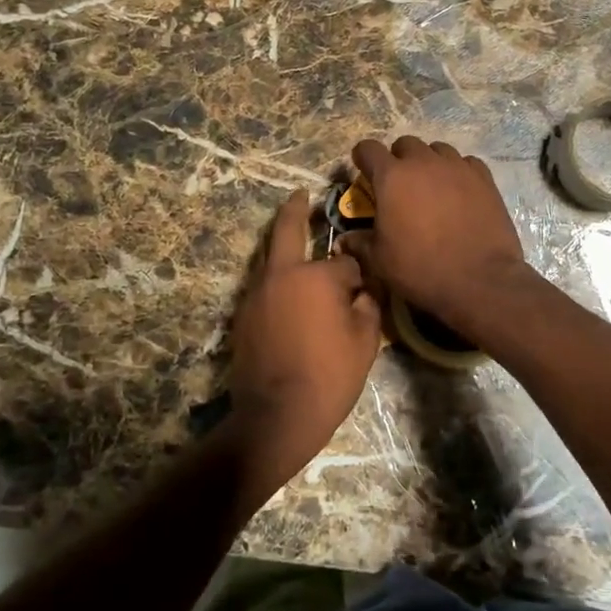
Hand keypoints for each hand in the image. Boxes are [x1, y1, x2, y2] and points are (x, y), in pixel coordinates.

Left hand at [226, 191, 381, 500]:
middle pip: (287, 230)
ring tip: (296, 239)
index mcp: (316, 276)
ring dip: (283, 245)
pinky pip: (264, 285)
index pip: (345, 261)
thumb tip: (363, 289)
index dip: (359, 273)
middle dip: (295, 209)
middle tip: (300, 195)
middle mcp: (281, 275)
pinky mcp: (242, 315)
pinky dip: (277, 279)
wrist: (276, 416)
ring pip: (271, 258)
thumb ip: (368, 304)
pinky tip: (289, 292)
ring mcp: (256, 294)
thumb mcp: (365, 341)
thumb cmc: (329, 377)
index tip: (366, 286)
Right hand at [339, 137, 534, 342]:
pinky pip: (466, 162)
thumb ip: (360, 243)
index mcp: (392, 177)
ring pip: (437, 149)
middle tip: (399, 183)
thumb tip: (344, 240)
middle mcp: (423, 162)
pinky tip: (459, 191)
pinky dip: (458, 171)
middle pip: (405, 144)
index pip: (368, 148)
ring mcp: (457, 167)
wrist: (480, 280)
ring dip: (429, 162)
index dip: (362, 157)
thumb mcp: (380, 261)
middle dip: (398, 158)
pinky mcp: (484, 178)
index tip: (363, 170)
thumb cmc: (421, 269)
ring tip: (430, 186)